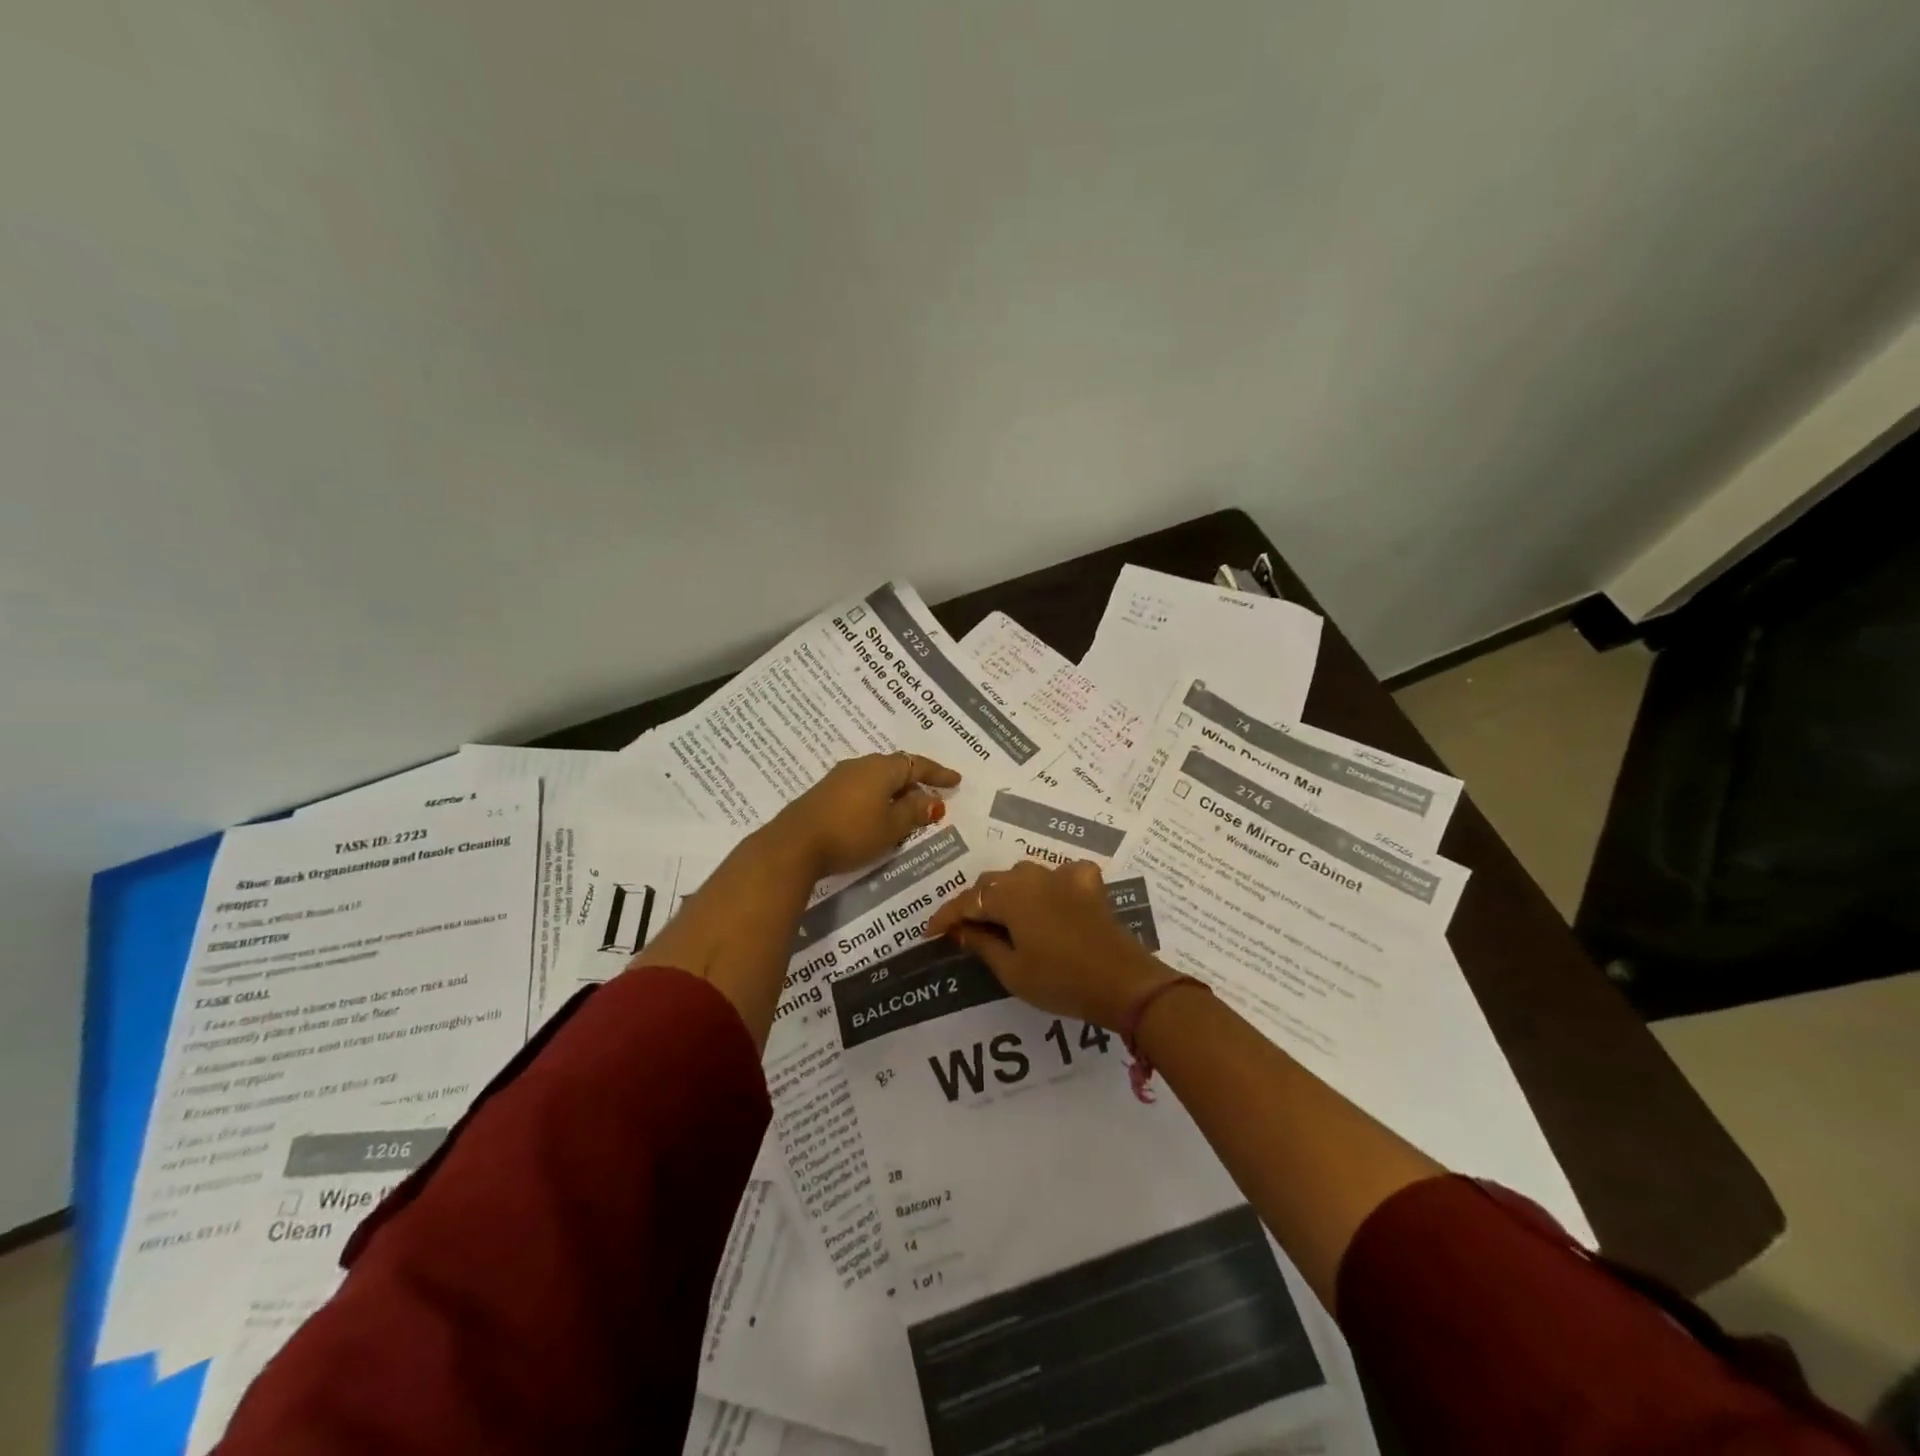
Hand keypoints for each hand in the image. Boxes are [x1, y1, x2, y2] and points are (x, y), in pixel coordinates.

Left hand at [760, 752, 960, 879]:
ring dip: (896, 791)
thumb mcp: (891, 827)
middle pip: (896, 768)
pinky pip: (862, 788)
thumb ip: (914, 812)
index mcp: (882, 768)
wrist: (795, 845)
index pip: (917, 765)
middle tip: (933, 794)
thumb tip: (931, 801)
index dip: (938, 774)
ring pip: (877, 778)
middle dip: (916, 780)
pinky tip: (879, 813)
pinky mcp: (825, 793)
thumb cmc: (852, 833)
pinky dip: (878, 797)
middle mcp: (861, 765)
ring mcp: (840, 778)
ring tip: (908, 807)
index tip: (956, 780)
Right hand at [927, 860, 1175, 1028]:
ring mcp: (1064, 876)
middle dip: (975, 904)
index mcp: (1010, 894)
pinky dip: (1047, 886)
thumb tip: (960, 929)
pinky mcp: (1089, 884)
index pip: (967, 900)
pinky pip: (1059, 876)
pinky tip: (1048, 902)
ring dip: (1007, 894)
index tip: (930, 933)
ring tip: (1001, 919)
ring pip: (1023, 876)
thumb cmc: (1061, 981)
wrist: (1124, 983)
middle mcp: (1034, 875)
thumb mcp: (1012, 971)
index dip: (945, 916)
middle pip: (993, 883)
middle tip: (964, 931)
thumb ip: (982, 943)